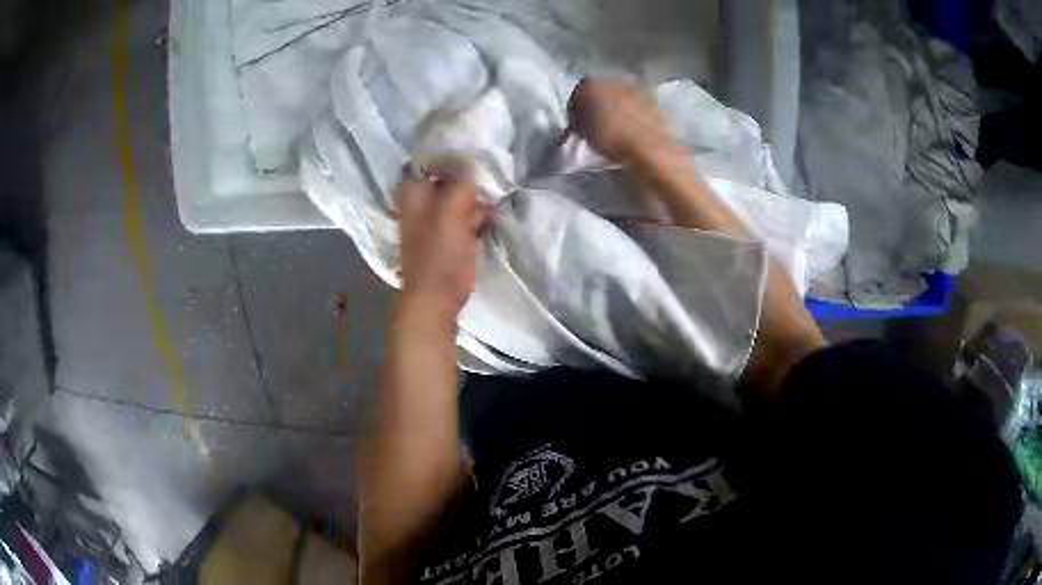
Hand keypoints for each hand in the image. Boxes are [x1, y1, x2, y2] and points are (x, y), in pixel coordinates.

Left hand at [396, 165, 490, 322]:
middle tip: (491, 171)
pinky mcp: (451, 234)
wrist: (437, 296)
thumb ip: (461, 181)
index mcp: (414, 192)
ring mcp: (437, 218)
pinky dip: (478, 213)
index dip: (450, 153)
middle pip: (447, 175)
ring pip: (460, 195)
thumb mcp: (451, 210)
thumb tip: (471, 159)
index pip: (429, 159)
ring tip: (495, 195)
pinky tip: (492, 215)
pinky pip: (467, 214)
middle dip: (469, 175)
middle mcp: (422, 201)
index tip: (474, 149)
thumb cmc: (439, 252)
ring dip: (477, 196)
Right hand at [567, 78, 673, 163]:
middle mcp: (611, 78)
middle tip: (596, 125)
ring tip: (616, 126)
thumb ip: (578, 123)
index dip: (575, 113)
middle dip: (596, 106)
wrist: (648, 146)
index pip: (576, 97)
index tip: (578, 127)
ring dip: (615, 107)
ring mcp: (634, 85)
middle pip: (599, 92)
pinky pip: (634, 103)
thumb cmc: (610, 138)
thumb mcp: (583, 133)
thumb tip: (580, 122)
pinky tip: (631, 126)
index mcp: (589, 83)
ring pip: (618, 96)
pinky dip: (631, 111)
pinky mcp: (651, 96)